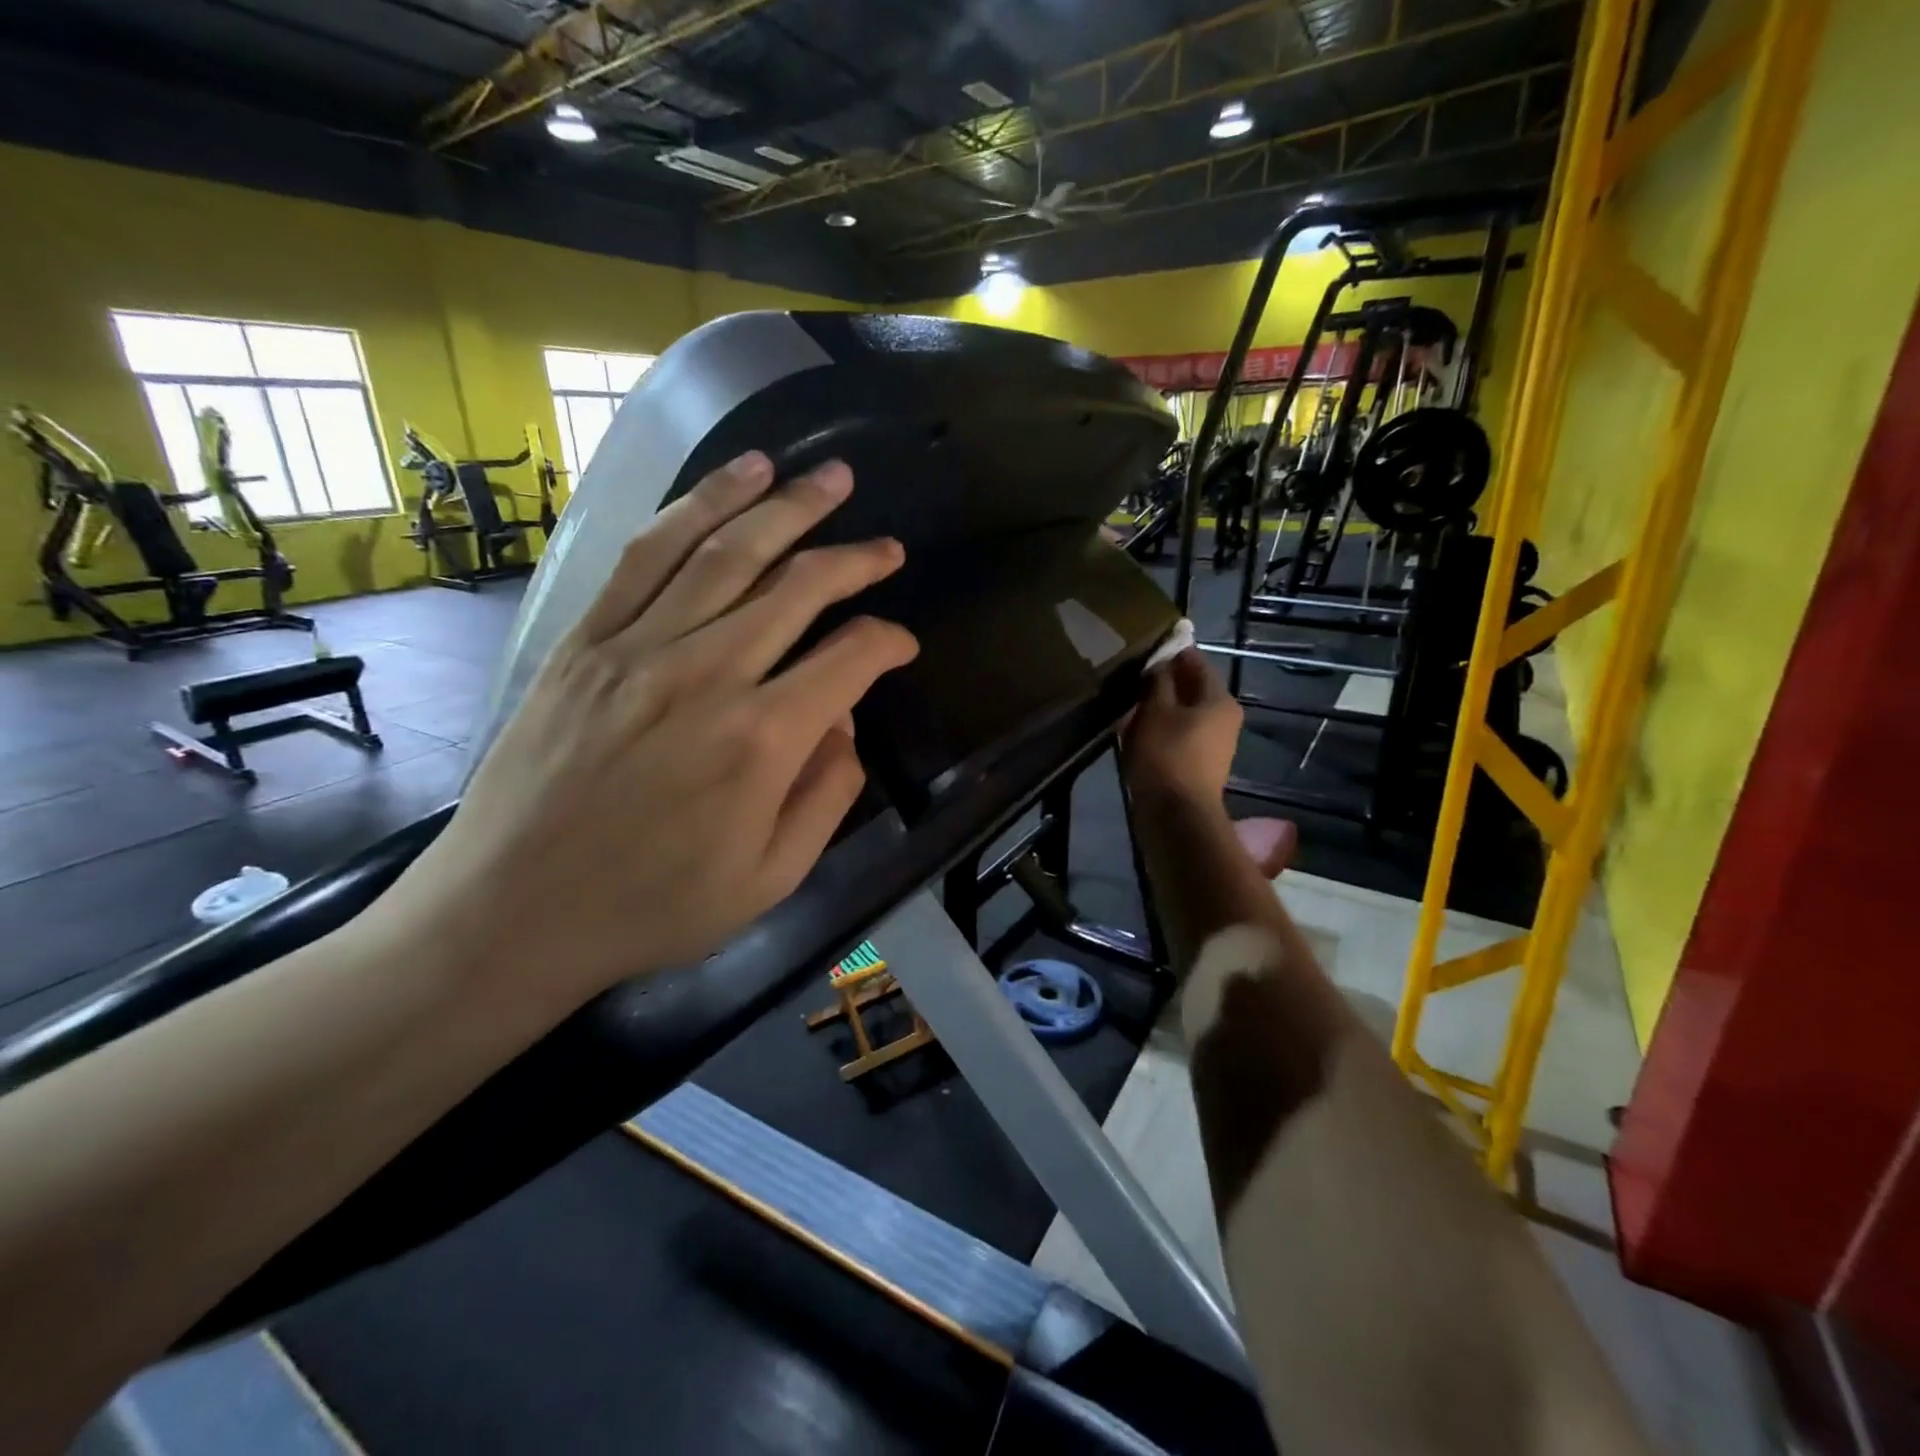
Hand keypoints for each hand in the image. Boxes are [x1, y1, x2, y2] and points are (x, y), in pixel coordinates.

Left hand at [393, 451, 917, 1002]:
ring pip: (728, 550)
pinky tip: (738, 479)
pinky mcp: (587, 638)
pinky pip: (650, 556)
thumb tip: (846, 722)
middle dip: (856, 559)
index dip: (888, 643)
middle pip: (799, 587)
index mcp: (763, 740)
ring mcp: (640, 647)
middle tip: (889, 548)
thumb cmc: (653, 906)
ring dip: (787, 506)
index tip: (903, 645)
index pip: (850, 659)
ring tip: (829, 477)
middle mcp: (708, 673)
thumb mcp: (772, 879)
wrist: (512, 912)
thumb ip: (827, 794)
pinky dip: (699, 506)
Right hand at [1122, 647, 1242, 806]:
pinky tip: (1138, 728)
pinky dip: (1162, 727)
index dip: (1172, 652)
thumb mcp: (1155, 711)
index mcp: (1220, 699)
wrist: (1176, 815)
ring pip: (1185, 713)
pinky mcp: (1201, 764)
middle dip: (1165, 681)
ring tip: (1130, 701)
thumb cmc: (1166, 755)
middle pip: (1193, 689)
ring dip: (1161, 706)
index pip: (1196, 662)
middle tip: (1132, 674)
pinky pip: (1180, 734)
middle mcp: (1225, 717)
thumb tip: (1160, 662)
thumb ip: (1158, 681)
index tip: (1146, 646)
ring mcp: (1216, 744)